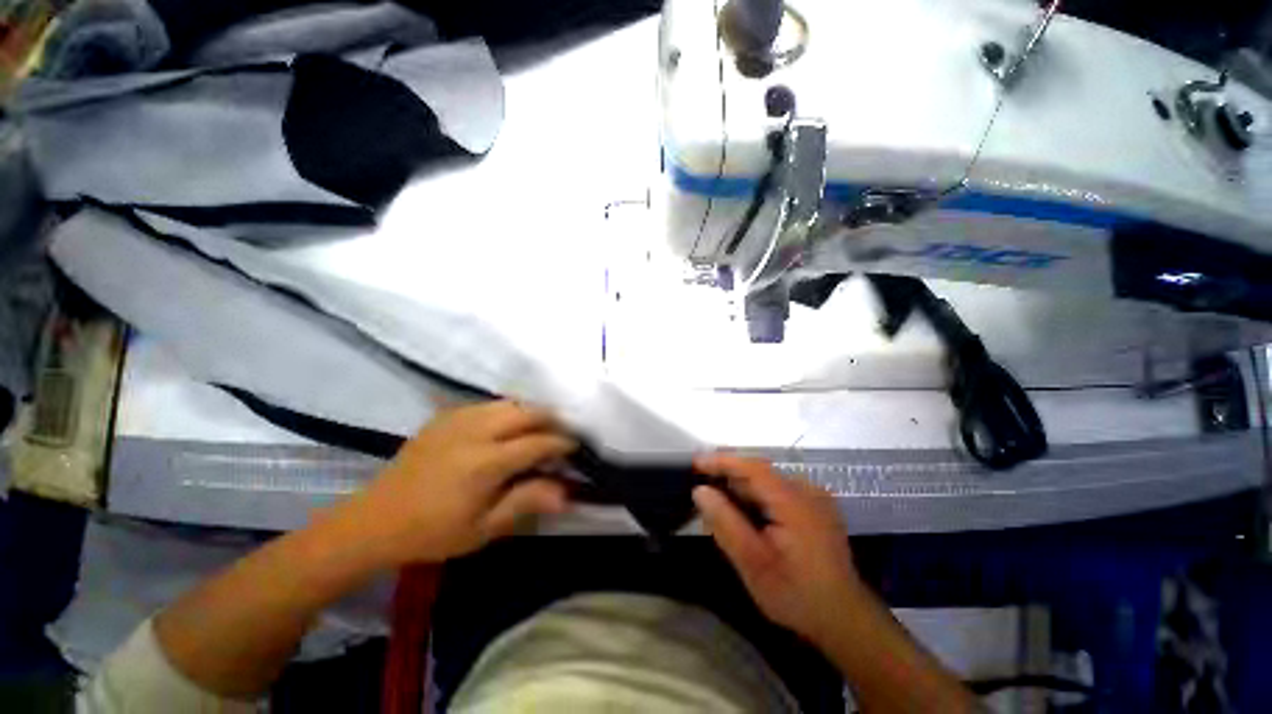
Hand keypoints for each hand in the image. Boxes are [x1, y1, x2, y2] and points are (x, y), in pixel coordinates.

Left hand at [337, 401, 576, 566]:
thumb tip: (567, 494)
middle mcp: (475, 432)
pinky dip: (506, 411)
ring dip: (530, 412)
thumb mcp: (483, 529)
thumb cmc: (433, 532)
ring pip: (508, 403)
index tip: (574, 448)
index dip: (561, 443)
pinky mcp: (444, 417)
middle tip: (561, 433)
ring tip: (538, 428)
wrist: (374, 521)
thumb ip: (526, 502)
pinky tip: (506, 426)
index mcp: (485, 463)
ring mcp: (457, 419)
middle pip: (526, 412)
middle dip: (551, 419)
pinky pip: (486, 404)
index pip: (537, 443)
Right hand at [693, 454, 864, 646]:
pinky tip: (747, 516)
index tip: (696, 462)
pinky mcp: (817, 508)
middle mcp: (808, 491)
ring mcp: (816, 498)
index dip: (722, 461)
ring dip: (743, 489)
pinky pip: (780, 491)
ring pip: (769, 482)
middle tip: (703, 492)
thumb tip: (700, 490)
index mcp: (794, 501)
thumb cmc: (795, 594)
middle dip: (729, 478)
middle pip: (760, 473)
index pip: (752, 467)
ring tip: (720, 506)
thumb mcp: (753, 562)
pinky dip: (758, 497)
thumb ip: (725, 522)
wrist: (844, 619)